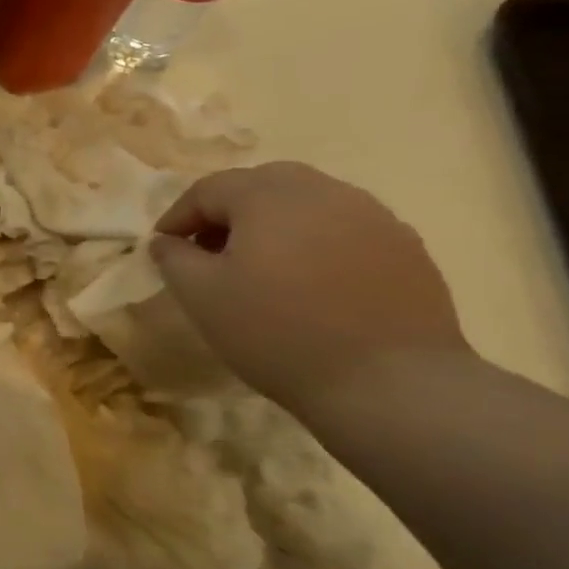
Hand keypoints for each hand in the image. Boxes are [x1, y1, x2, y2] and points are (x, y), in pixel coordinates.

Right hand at [148, 162, 470, 417]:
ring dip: (274, 223)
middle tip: (210, 249)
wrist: (389, 384)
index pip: (208, 189)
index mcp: (268, 196)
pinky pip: (345, 228)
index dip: (178, 215)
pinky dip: (316, 241)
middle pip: (262, 184)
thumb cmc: (277, 332)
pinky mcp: (406, 248)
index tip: (163, 247)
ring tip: (261, 265)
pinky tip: (311, 282)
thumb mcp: (200, 296)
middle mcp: (323, 191)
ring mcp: (373, 216)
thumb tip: (166, 241)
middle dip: (228, 210)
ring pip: (308, 202)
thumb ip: (173, 258)